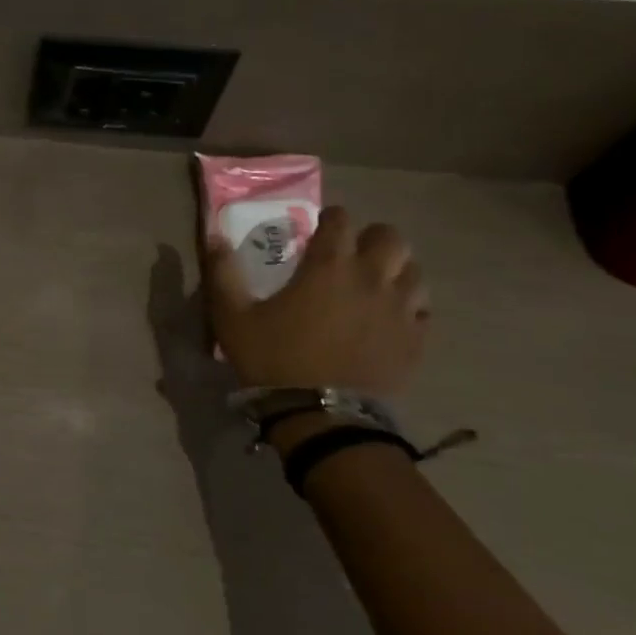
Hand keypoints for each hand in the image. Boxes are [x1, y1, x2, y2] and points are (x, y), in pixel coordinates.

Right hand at [204, 206, 428, 447]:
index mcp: (329, 266)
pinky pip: (422, 310)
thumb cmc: (273, 358)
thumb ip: (223, 272)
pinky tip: (389, 317)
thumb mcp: (233, 315)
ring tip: (375, 283)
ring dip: (395, 269)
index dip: (330, 218)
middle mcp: (372, 278)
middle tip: (351, 252)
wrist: (321, 416)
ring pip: (414, 271)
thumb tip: (214, 237)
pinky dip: (408, 305)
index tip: (319, 227)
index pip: (341, 220)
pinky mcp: (415, 340)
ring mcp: (400, 309)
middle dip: (371, 238)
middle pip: (391, 238)